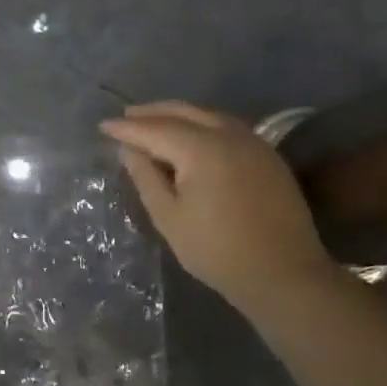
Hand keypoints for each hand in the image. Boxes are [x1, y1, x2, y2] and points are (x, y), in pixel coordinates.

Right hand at [101, 101, 333, 310]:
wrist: (283, 273)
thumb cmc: (216, 250)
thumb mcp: (169, 217)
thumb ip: (146, 177)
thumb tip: (129, 150)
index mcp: (202, 149)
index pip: (155, 129)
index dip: (127, 128)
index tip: (103, 126)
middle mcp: (229, 135)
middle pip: (184, 112)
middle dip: (152, 113)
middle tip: (126, 116)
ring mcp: (253, 143)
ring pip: (208, 116)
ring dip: (178, 115)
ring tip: (154, 123)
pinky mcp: (267, 156)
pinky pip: (227, 127)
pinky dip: (202, 125)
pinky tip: (191, 137)